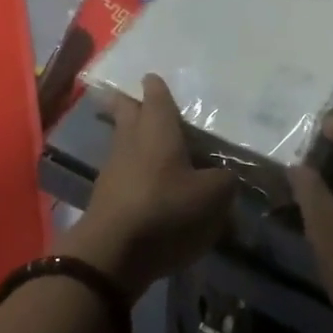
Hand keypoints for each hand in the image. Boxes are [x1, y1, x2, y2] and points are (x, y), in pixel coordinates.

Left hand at [58, 75, 237, 297]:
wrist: (112, 254)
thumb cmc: (165, 209)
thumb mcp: (212, 196)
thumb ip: (224, 180)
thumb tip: (226, 175)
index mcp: (157, 127)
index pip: (156, 95)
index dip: (156, 86)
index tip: (155, 78)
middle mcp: (131, 139)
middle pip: (127, 111)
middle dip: (132, 103)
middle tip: (141, 100)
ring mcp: (113, 167)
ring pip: (123, 141)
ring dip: (134, 138)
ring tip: (154, 144)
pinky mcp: (106, 196)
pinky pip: (122, 171)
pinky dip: (134, 170)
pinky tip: (150, 183)